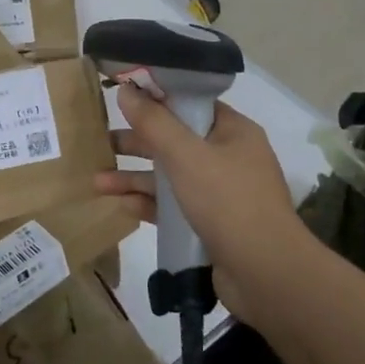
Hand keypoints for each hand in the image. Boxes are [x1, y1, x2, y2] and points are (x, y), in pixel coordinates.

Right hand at [94, 87, 299, 321]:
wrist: (266, 275)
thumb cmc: (228, 201)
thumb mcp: (186, 155)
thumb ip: (153, 122)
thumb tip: (125, 89)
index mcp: (233, 131)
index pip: (191, 104)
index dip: (157, 99)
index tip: (123, 99)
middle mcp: (229, 157)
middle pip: (175, 141)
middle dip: (138, 143)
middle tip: (103, 143)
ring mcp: (222, 193)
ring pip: (171, 176)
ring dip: (136, 177)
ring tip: (98, 182)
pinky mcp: (212, 224)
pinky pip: (175, 206)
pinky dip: (150, 204)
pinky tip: (123, 206)